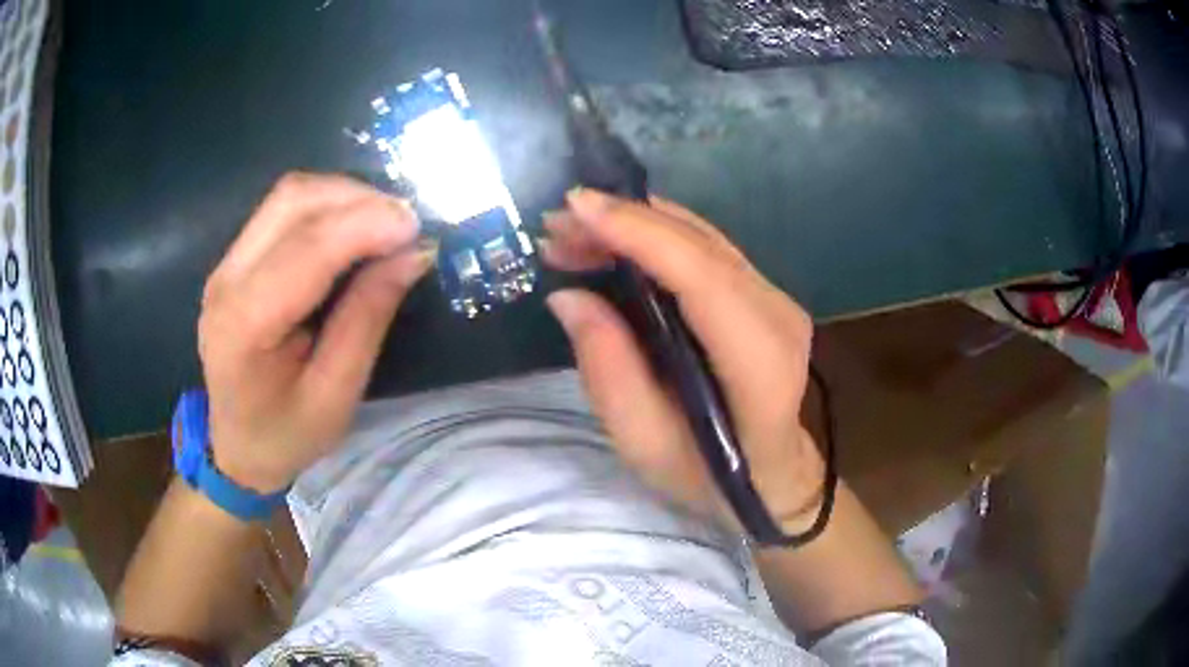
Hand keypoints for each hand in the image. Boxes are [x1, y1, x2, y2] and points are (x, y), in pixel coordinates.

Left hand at [197, 174, 430, 492]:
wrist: (237, 446)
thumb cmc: (286, 435)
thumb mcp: (337, 393)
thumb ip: (368, 318)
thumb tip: (412, 254)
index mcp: (244, 325)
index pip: (306, 249)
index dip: (365, 224)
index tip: (417, 227)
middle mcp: (226, 279)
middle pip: (292, 201)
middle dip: (357, 198)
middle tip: (405, 224)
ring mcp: (226, 264)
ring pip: (288, 196)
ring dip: (343, 196)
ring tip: (385, 225)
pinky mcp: (235, 259)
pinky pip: (283, 211)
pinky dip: (327, 207)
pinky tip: (354, 229)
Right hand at [542, 189, 824, 532]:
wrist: (769, 477)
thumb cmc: (707, 476)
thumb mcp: (644, 444)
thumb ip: (607, 371)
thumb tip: (568, 295)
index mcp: (759, 365)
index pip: (701, 276)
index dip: (638, 232)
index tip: (575, 207)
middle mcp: (778, 316)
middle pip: (699, 246)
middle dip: (624, 222)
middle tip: (556, 224)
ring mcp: (777, 300)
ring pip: (702, 238)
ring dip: (635, 224)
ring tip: (572, 233)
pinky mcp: (764, 294)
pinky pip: (707, 249)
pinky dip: (655, 237)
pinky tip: (613, 240)